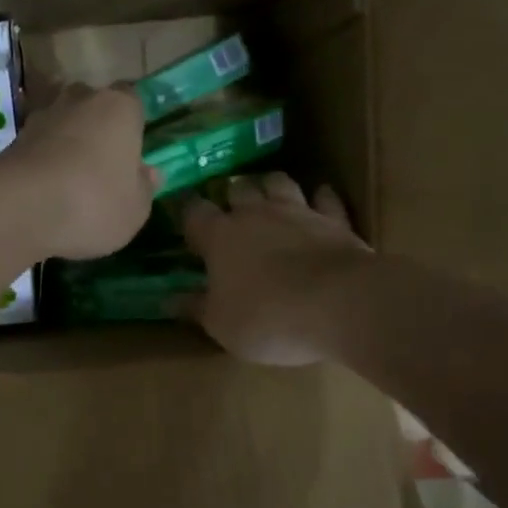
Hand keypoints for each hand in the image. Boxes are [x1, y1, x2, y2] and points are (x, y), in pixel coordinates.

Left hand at [0, 84, 159, 258]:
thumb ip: (144, 187)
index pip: (133, 101)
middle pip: (94, 107)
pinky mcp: (13, 138)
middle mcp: (80, 99)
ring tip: (70, 182)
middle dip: (97, 129)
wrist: (20, 207)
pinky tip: (46, 190)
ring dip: (66, 144)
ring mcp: (43, 115)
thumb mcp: (135, 209)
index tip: (132, 152)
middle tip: (102, 166)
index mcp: (120, 107)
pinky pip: (38, 146)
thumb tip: (147, 173)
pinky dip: (43, 161)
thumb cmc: (93, 202)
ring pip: (63, 125)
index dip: (133, 125)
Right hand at [179, 173, 371, 365]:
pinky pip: (326, 199)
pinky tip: (320, 200)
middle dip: (231, 197)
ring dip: (271, 187)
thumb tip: (167, 300)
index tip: (185, 221)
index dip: (188, 214)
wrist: (341, 306)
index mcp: (220, 236)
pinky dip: (321, 198)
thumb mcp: (220, 324)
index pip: (194, 213)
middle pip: (238, 190)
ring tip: (268, 197)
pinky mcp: (336, 220)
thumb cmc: (268, 318)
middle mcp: (256, 214)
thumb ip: (194, 307)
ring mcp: (299, 212)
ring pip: (279, 183)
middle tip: (230, 210)